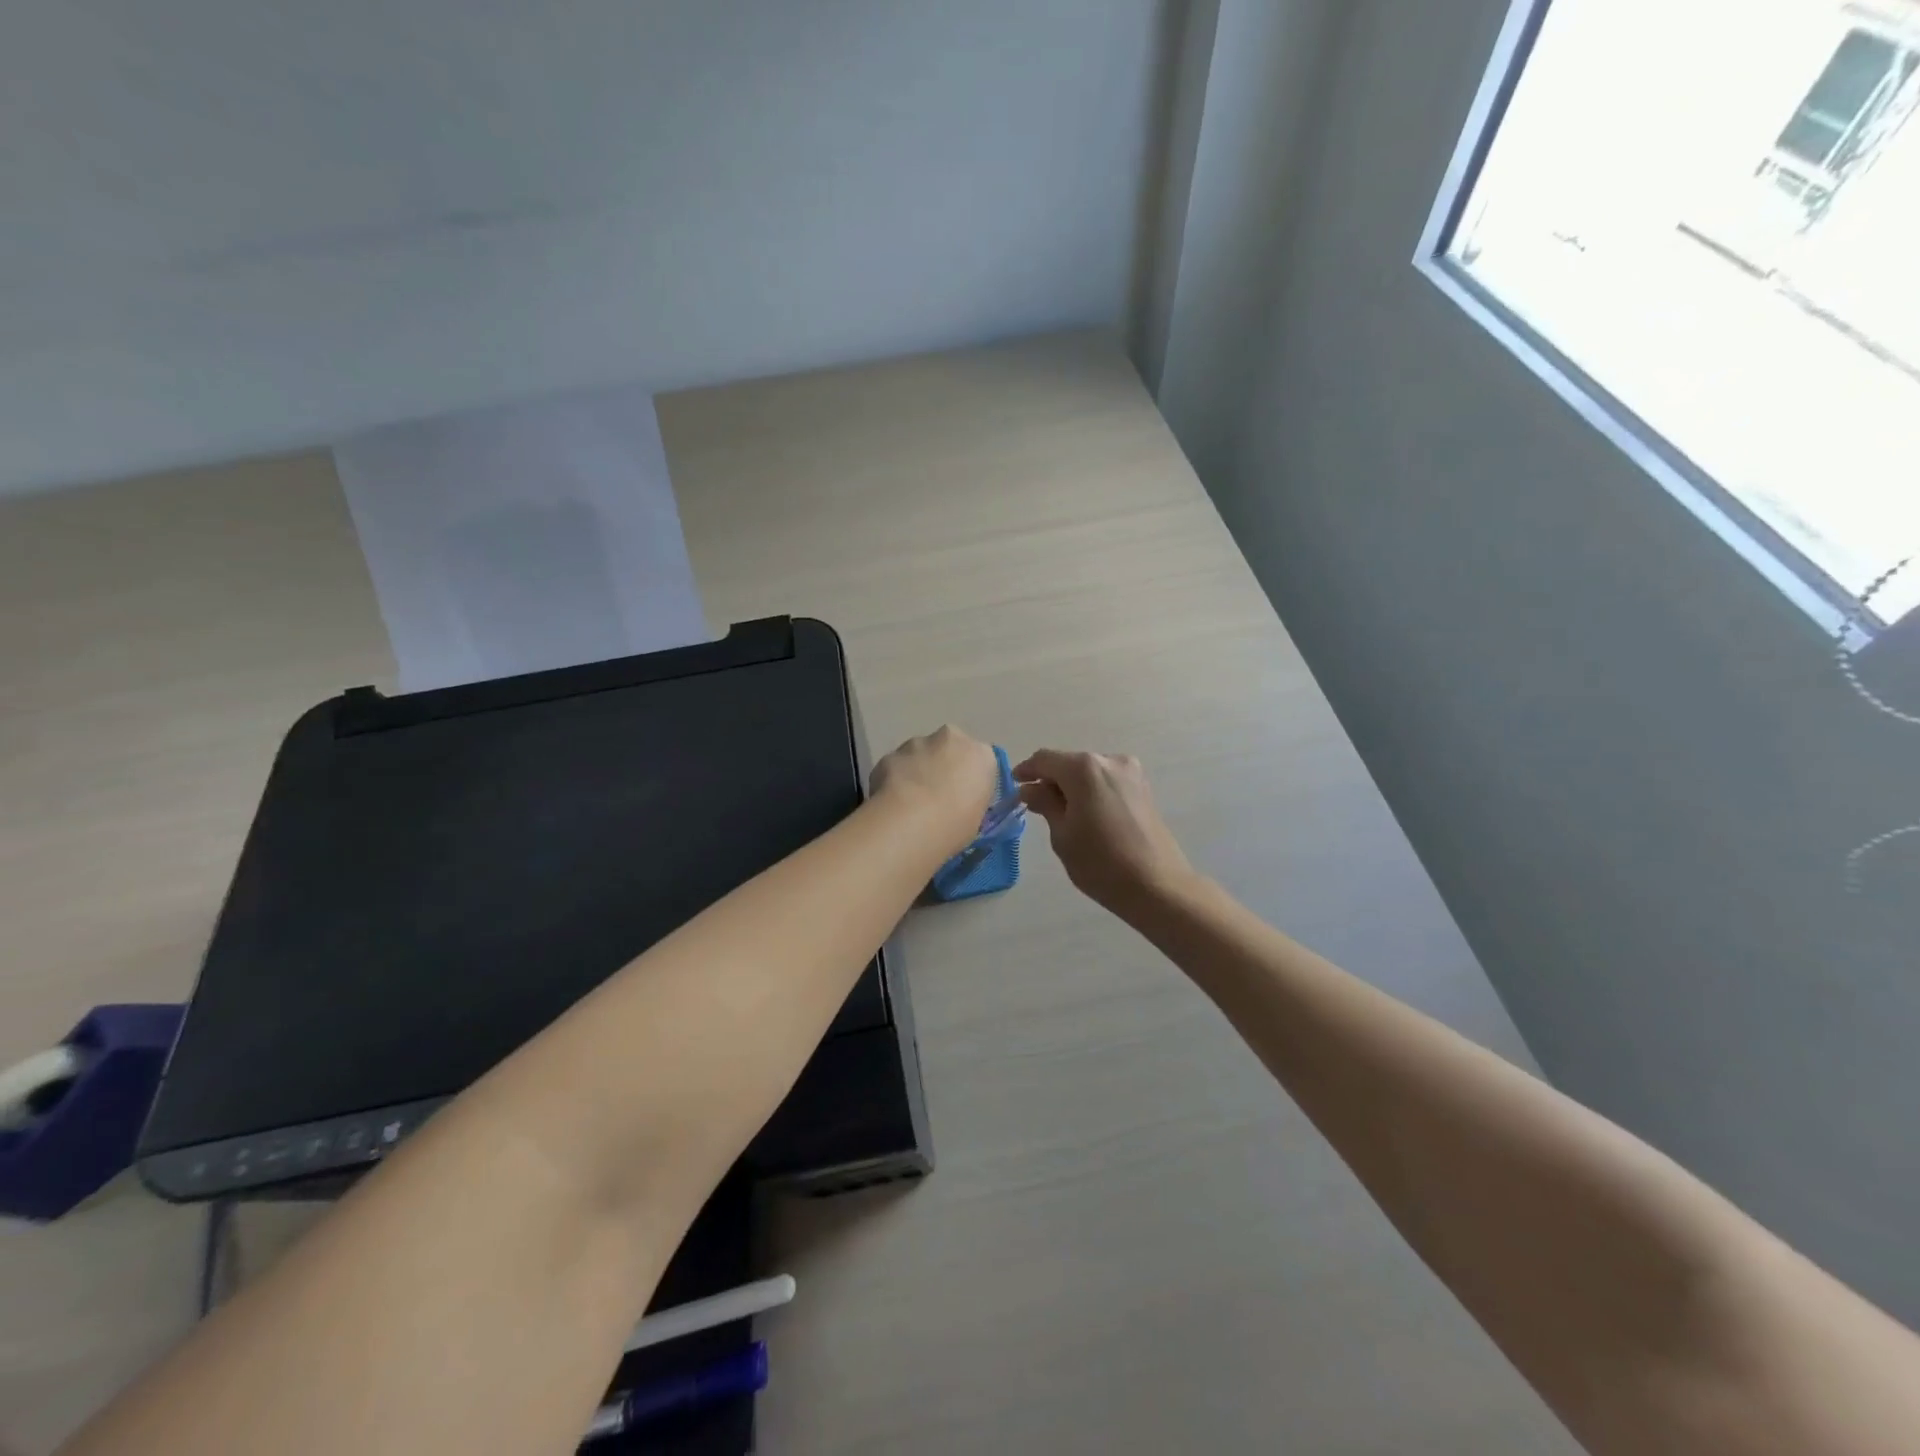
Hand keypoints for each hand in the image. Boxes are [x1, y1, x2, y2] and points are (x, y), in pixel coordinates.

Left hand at [869, 725, 999, 850]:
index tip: (961, 799)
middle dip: (941, 765)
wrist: (911, 824)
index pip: (979, 762)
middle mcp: (950, 739)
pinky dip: (893, 779)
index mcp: (981, 755)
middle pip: (948, 749)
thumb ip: (969, 800)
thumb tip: (955, 802)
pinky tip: (890, 803)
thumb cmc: (955, 826)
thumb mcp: (976, 818)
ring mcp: (916, 743)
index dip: (968, 780)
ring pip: (918, 754)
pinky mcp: (889, 754)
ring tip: (909, 803)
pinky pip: (895, 766)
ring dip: (916, 770)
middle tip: (935, 797)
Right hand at [1014, 749, 1193, 914]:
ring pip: (1090, 773)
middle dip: (1051, 780)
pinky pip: (1108, 782)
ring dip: (1072, 787)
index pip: (1045, 759)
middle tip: (1036, 806)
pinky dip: (1092, 792)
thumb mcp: (1062, 835)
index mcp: (1084, 768)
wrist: (1157, 886)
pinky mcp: (1144, 789)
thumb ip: (1045, 804)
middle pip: (1069, 763)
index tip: (1014, 785)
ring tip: (1063, 814)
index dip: (1027, 771)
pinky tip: (1087, 815)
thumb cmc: (1101, 862)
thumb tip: (1031, 789)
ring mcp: (1131, 773)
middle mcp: (1109, 761)